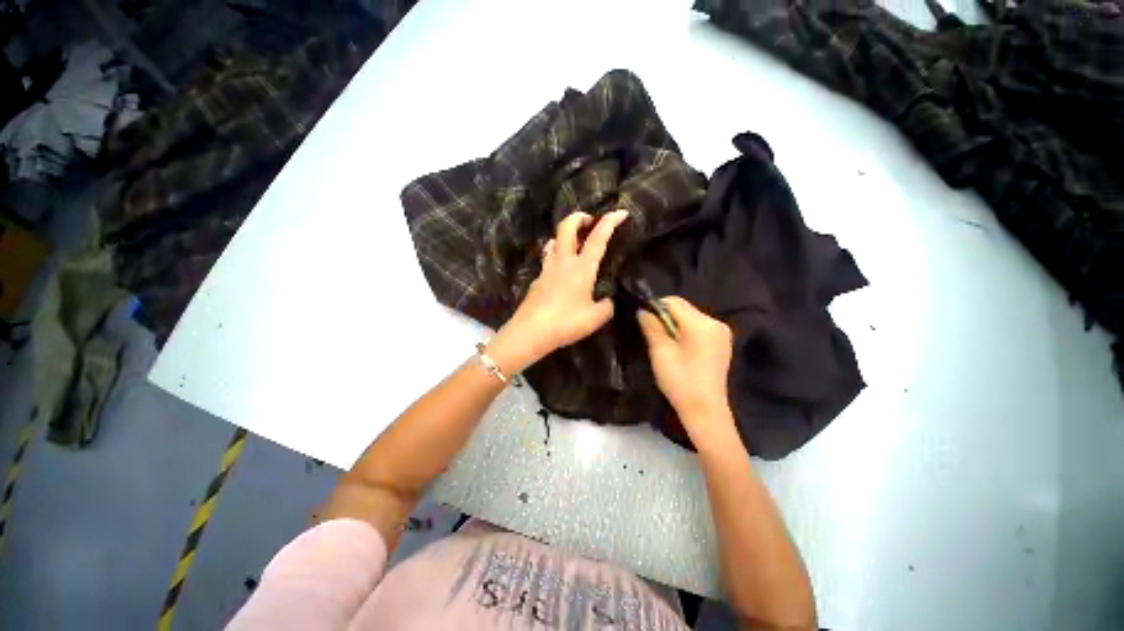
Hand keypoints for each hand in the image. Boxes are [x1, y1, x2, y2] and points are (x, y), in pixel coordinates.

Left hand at [487, 209, 628, 373]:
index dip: (610, 222)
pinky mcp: (537, 279)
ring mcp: (547, 269)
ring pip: (553, 241)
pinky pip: (547, 260)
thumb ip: (606, 307)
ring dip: (565, 236)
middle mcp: (563, 262)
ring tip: (574, 244)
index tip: (621, 211)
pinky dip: (556, 257)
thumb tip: (607, 301)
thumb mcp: (596, 318)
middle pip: (567, 227)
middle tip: (590, 221)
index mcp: (582, 268)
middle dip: (579, 217)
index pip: (598, 238)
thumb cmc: (566, 322)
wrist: (531, 332)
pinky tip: (560, 272)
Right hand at [637, 297, 734, 437]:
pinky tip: (680, 349)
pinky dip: (685, 332)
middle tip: (653, 335)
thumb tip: (643, 310)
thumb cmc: (681, 382)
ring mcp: (722, 333)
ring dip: (675, 325)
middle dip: (665, 317)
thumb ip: (651, 327)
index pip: (674, 302)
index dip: (656, 307)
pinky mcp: (722, 342)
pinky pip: (699, 327)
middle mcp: (716, 323)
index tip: (644, 321)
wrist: (705, 411)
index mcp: (702, 324)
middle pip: (684, 308)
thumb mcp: (661, 353)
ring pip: (690, 317)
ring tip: (665, 344)